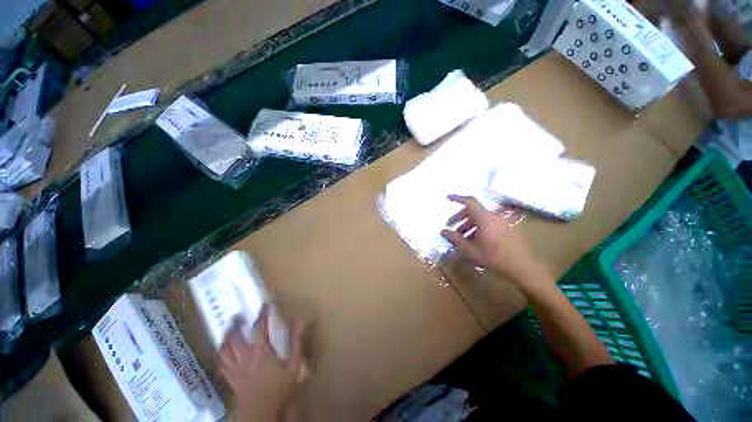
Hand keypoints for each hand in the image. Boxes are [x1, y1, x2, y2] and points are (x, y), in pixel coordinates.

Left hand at [218, 306, 304, 421]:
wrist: (262, 412)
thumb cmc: (279, 388)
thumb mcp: (293, 365)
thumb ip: (296, 342)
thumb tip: (298, 322)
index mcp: (261, 351)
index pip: (260, 328)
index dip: (262, 315)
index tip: (265, 306)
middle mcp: (245, 357)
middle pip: (235, 338)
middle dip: (235, 326)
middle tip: (236, 317)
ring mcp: (236, 369)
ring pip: (224, 351)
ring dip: (225, 340)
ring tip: (226, 332)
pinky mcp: (231, 379)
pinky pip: (222, 366)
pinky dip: (221, 358)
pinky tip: (221, 354)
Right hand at [440, 195, 536, 281]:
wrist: (522, 268)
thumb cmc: (494, 258)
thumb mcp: (471, 250)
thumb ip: (456, 239)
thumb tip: (442, 231)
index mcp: (485, 218)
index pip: (469, 202)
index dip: (457, 198)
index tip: (447, 198)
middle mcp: (494, 216)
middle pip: (473, 211)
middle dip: (460, 217)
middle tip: (451, 226)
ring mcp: (501, 222)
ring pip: (480, 218)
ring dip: (468, 224)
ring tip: (461, 237)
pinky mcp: (506, 228)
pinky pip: (488, 223)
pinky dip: (478, 227)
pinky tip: (474, 240)